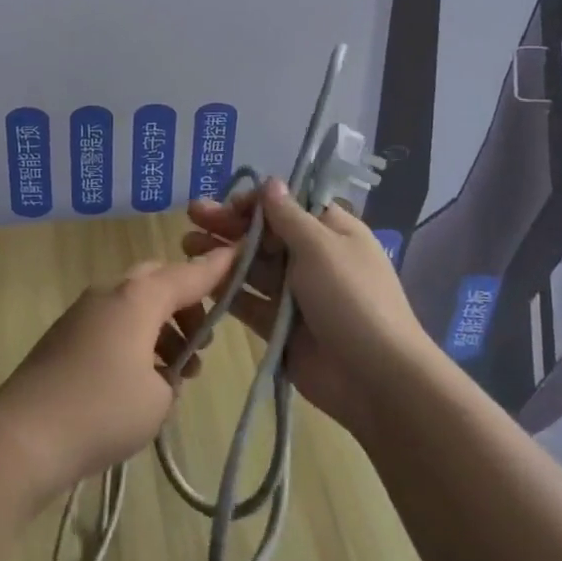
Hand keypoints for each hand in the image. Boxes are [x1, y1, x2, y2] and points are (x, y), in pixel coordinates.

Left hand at [0, 246, 235, 497]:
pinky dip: (135, 337)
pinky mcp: (65, 335)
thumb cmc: (101, 411)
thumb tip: (160, 370)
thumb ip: (171, 373)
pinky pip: (113, 322)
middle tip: (201, 340)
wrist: (23, 436)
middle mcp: (110, 292)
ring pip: (133, 302)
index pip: (189, 274)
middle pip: (157, 280)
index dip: (218, 269)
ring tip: (176, 371)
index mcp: (138, 297)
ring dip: (160, 324)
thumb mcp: (157, 400)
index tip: (241, 255)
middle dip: (185, 301)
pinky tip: (141, 380)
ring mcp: (83, 312)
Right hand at [184, 179, 430, 435]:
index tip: (229, 203)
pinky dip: (226, 290)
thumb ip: (288, 216)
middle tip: (192, 215)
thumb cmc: (351, 298)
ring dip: (221, 254)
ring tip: (186, 245)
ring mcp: (295, 294)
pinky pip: (249, 302)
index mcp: (331, 232)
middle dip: (229, 224)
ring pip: (252, 267)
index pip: (288, 206)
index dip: (257, 202)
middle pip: (265, 235)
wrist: (375, 378)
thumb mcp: (321, 246)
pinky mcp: (279, 326)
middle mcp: (313, 258)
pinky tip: (199, 279)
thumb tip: (270, 182)